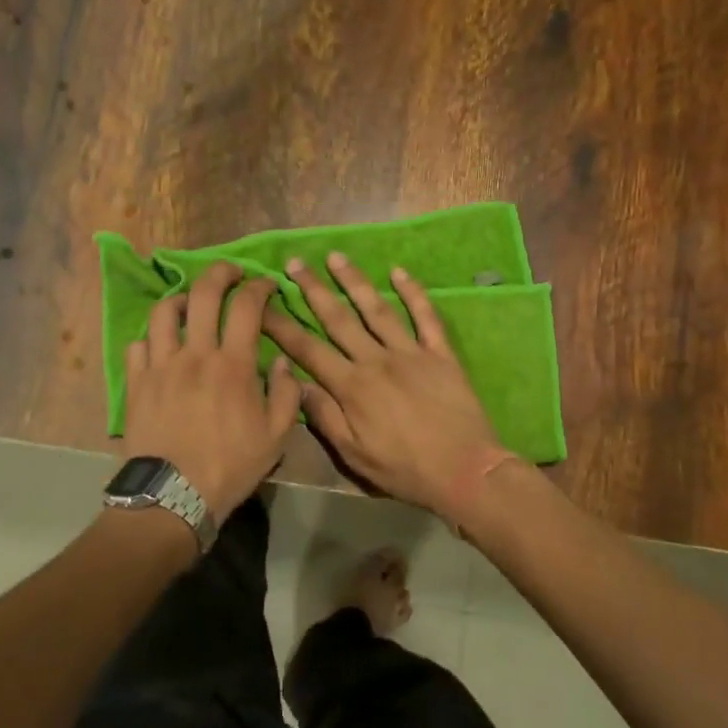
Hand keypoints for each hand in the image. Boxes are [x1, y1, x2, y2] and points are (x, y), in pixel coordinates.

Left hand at [121, 261, 301, 515]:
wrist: (174, 495)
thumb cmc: (230, 466)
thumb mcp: (276, 437)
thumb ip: (286, 394)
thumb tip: (284, 364)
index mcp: (233, 364)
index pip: (247, 307)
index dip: (259, 287)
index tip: (266, 284)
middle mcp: (195, 353)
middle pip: (204, 293)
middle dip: (221, 273)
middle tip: (231, 272)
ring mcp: (160, 365)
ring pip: (164, 312)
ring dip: (181, 299)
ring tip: (191, 304)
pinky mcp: (136, 382)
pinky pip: (139, 344)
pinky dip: (152, 337)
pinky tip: (161, 344)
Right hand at [261, 252, 509, 519]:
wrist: (465, 471)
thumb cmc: (404, 469)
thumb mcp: (354, 455)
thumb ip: (324, 416)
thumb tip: (295, 382)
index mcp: (352, 386)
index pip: (307, 349)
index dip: (282, 326)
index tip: (262, 305)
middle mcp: (377, 360)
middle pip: (338, 318)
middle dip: (313, 289)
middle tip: (295, 263)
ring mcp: (411, 352)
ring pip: (377, 309)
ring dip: (354, 281)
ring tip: (336, 257)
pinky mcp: (440, 354)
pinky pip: (426, 317)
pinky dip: (413, 292)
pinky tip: (399, 272)